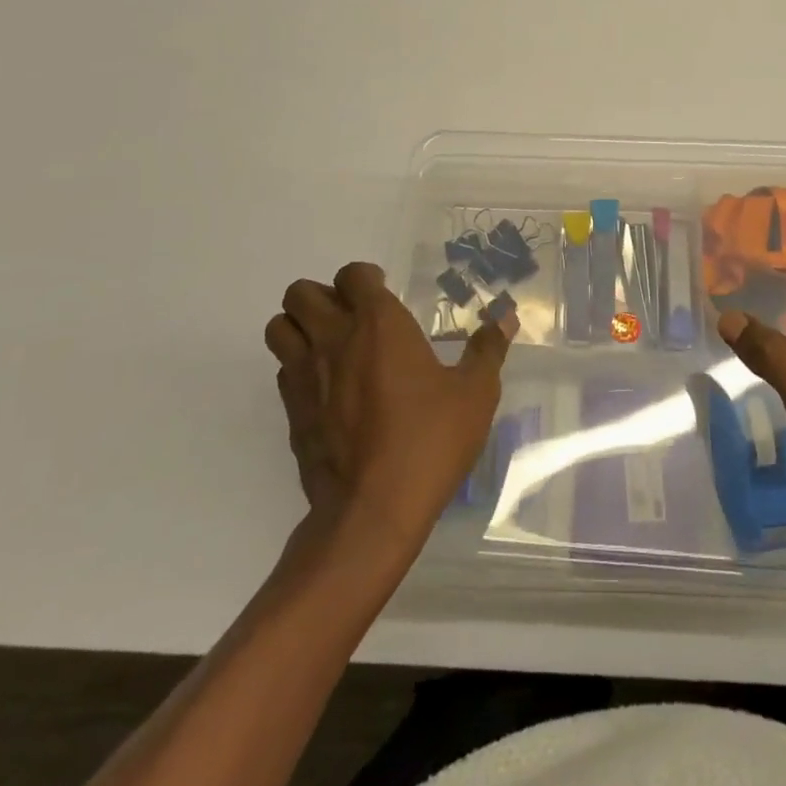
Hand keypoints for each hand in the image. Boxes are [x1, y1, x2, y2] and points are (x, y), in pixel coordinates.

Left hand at [264, 262, 514, 554]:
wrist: (372, 511)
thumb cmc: (429, 440)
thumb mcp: (475, 394)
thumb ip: (487, 350)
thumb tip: (506, 318)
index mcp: (378, 323)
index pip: (352, 274)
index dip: (365, 278)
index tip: (384, 292)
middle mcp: (334, 338)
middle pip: (301, 293)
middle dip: (322, 296)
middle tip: (352, 316)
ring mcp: (305, 376)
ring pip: (279, 328)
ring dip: (299, 327)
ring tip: (331, 344)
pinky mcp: (290, 412)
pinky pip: (282, 370)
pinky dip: (297, 367)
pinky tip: (327, 388)